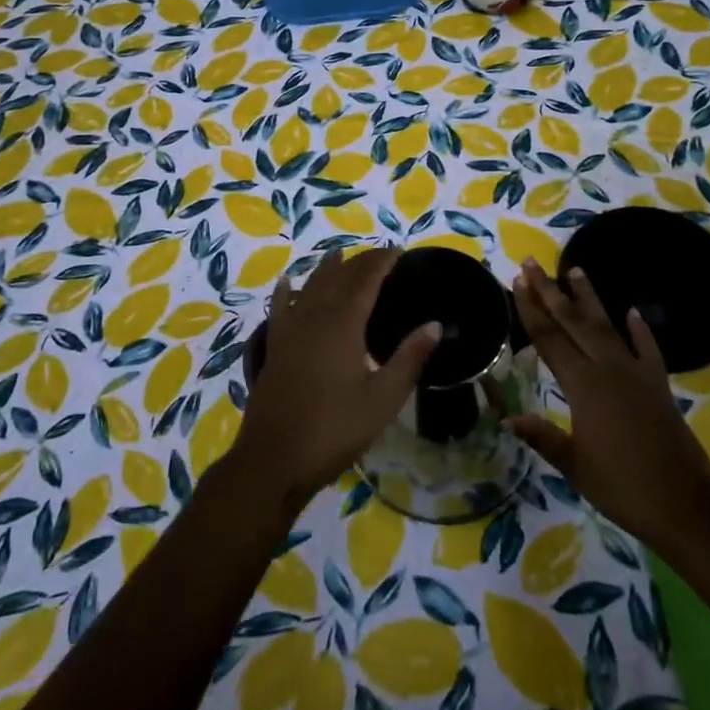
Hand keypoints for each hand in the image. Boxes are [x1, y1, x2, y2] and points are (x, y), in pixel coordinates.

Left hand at [231, 248, 437, 513]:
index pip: (366, 279)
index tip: (399, 250)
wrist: (274, 459)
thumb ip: (409, 358)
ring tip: (340, 256)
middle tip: (380, 256)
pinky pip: (280, 307)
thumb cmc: (334, 429)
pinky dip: (287, 290)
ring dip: (327, 269)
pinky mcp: (275, 346)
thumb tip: (435, 324)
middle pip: (338, 276)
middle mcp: (314, 316)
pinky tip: (287, 282)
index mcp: (343, 323)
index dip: (382, 261)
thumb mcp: (383, 399)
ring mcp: (290, 330)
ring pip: (309, 286)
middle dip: (360, 261)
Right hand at [506, 259, 709, 544]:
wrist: (685, 506)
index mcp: (583, 387)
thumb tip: (505, 415)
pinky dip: (640, 330)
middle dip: (550, 291)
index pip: (549, 339)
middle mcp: (608, 370)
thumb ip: (542, 437)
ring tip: (575, 269)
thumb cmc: (622, 488)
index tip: (517, 282)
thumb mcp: (575, 466)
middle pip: (573, 322)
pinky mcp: (659, 386)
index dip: (530, 310)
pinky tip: (632, 311)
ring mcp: (636, 374)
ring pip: (607, 326)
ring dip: (589, 298)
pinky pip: (648, 349)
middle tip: (533, 263)